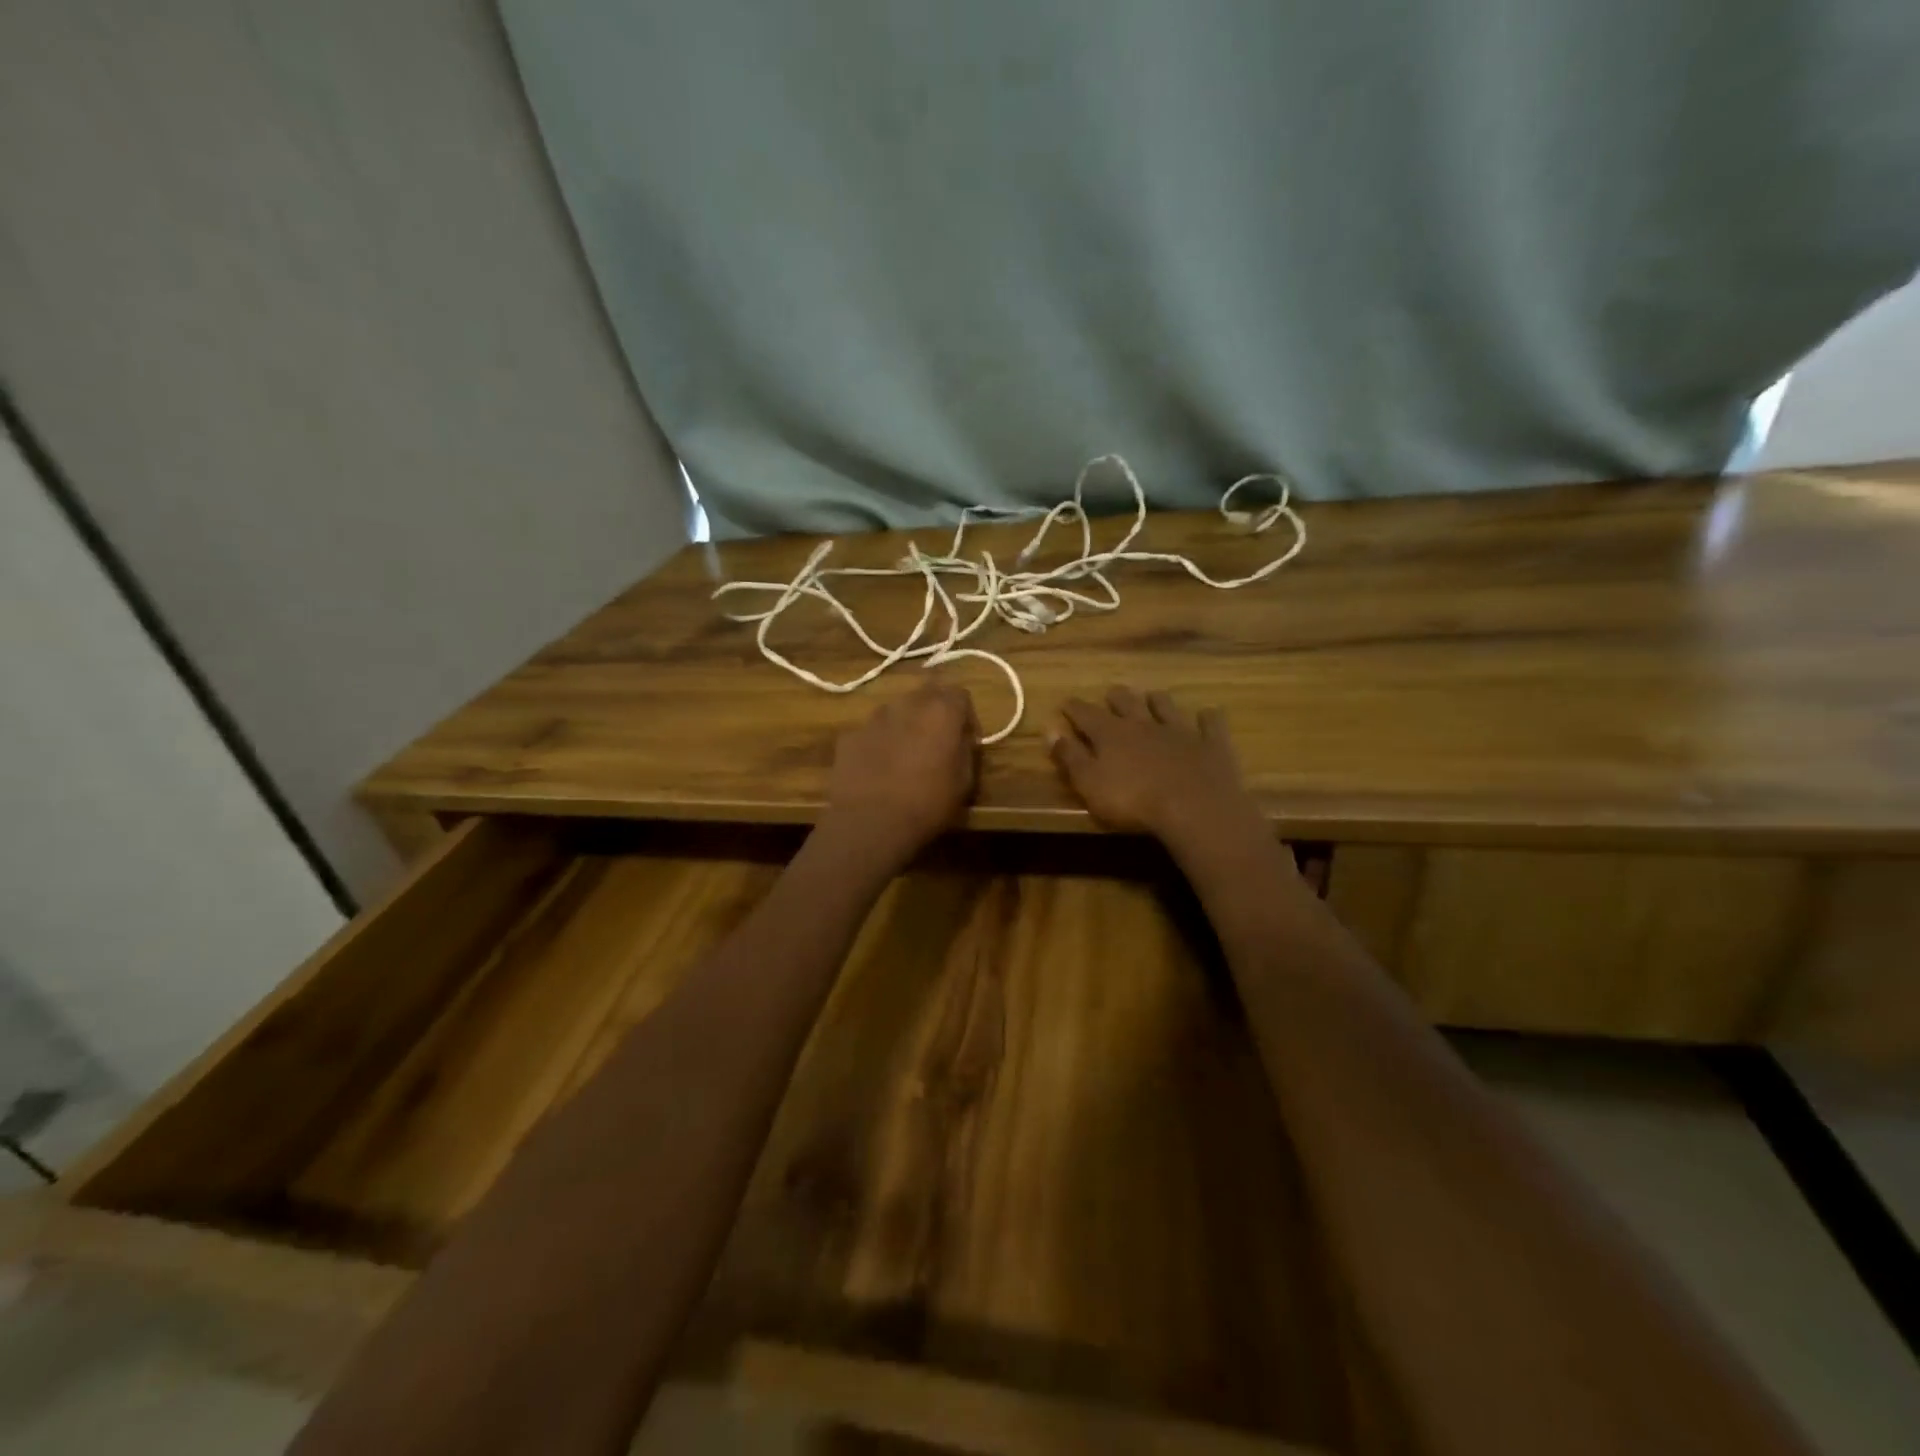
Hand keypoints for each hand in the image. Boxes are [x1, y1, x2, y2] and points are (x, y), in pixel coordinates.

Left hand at [823, 681, 977, 865]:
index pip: (960, 694)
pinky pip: (871, 733)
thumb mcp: (964, 782)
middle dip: (934, 712)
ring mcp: (873, 719)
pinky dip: (878, 743)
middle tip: (937, 742)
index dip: (966, 716)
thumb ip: (965, 750)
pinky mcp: (849, 737)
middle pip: (925, 694)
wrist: (869, 824)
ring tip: (905, 757)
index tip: (966, 739)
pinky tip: (878, 770)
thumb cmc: (927, 804)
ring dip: (905, 725)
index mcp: (940, 712)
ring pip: (895, 711)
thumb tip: (961, 738)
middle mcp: (906, 705)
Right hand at [1049, 687, 1258, 849]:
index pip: (1086, 714)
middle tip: (1111, 695)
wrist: (1194, 807)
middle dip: (1116, 697)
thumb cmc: (1132, 801)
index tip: (1066, 703)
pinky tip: (1207, 716)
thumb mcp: (1089, 784)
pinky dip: (1207, 718)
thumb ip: (1070, 757)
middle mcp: (1143, 723)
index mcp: (1110, 734)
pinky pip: (1210, 722)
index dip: (1074, 708)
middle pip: (1126, 702)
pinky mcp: (1210, 742)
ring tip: (1153, 698)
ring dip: (1157, 701)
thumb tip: (1050, 731)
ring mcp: (1179, 730)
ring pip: (1165, 706)